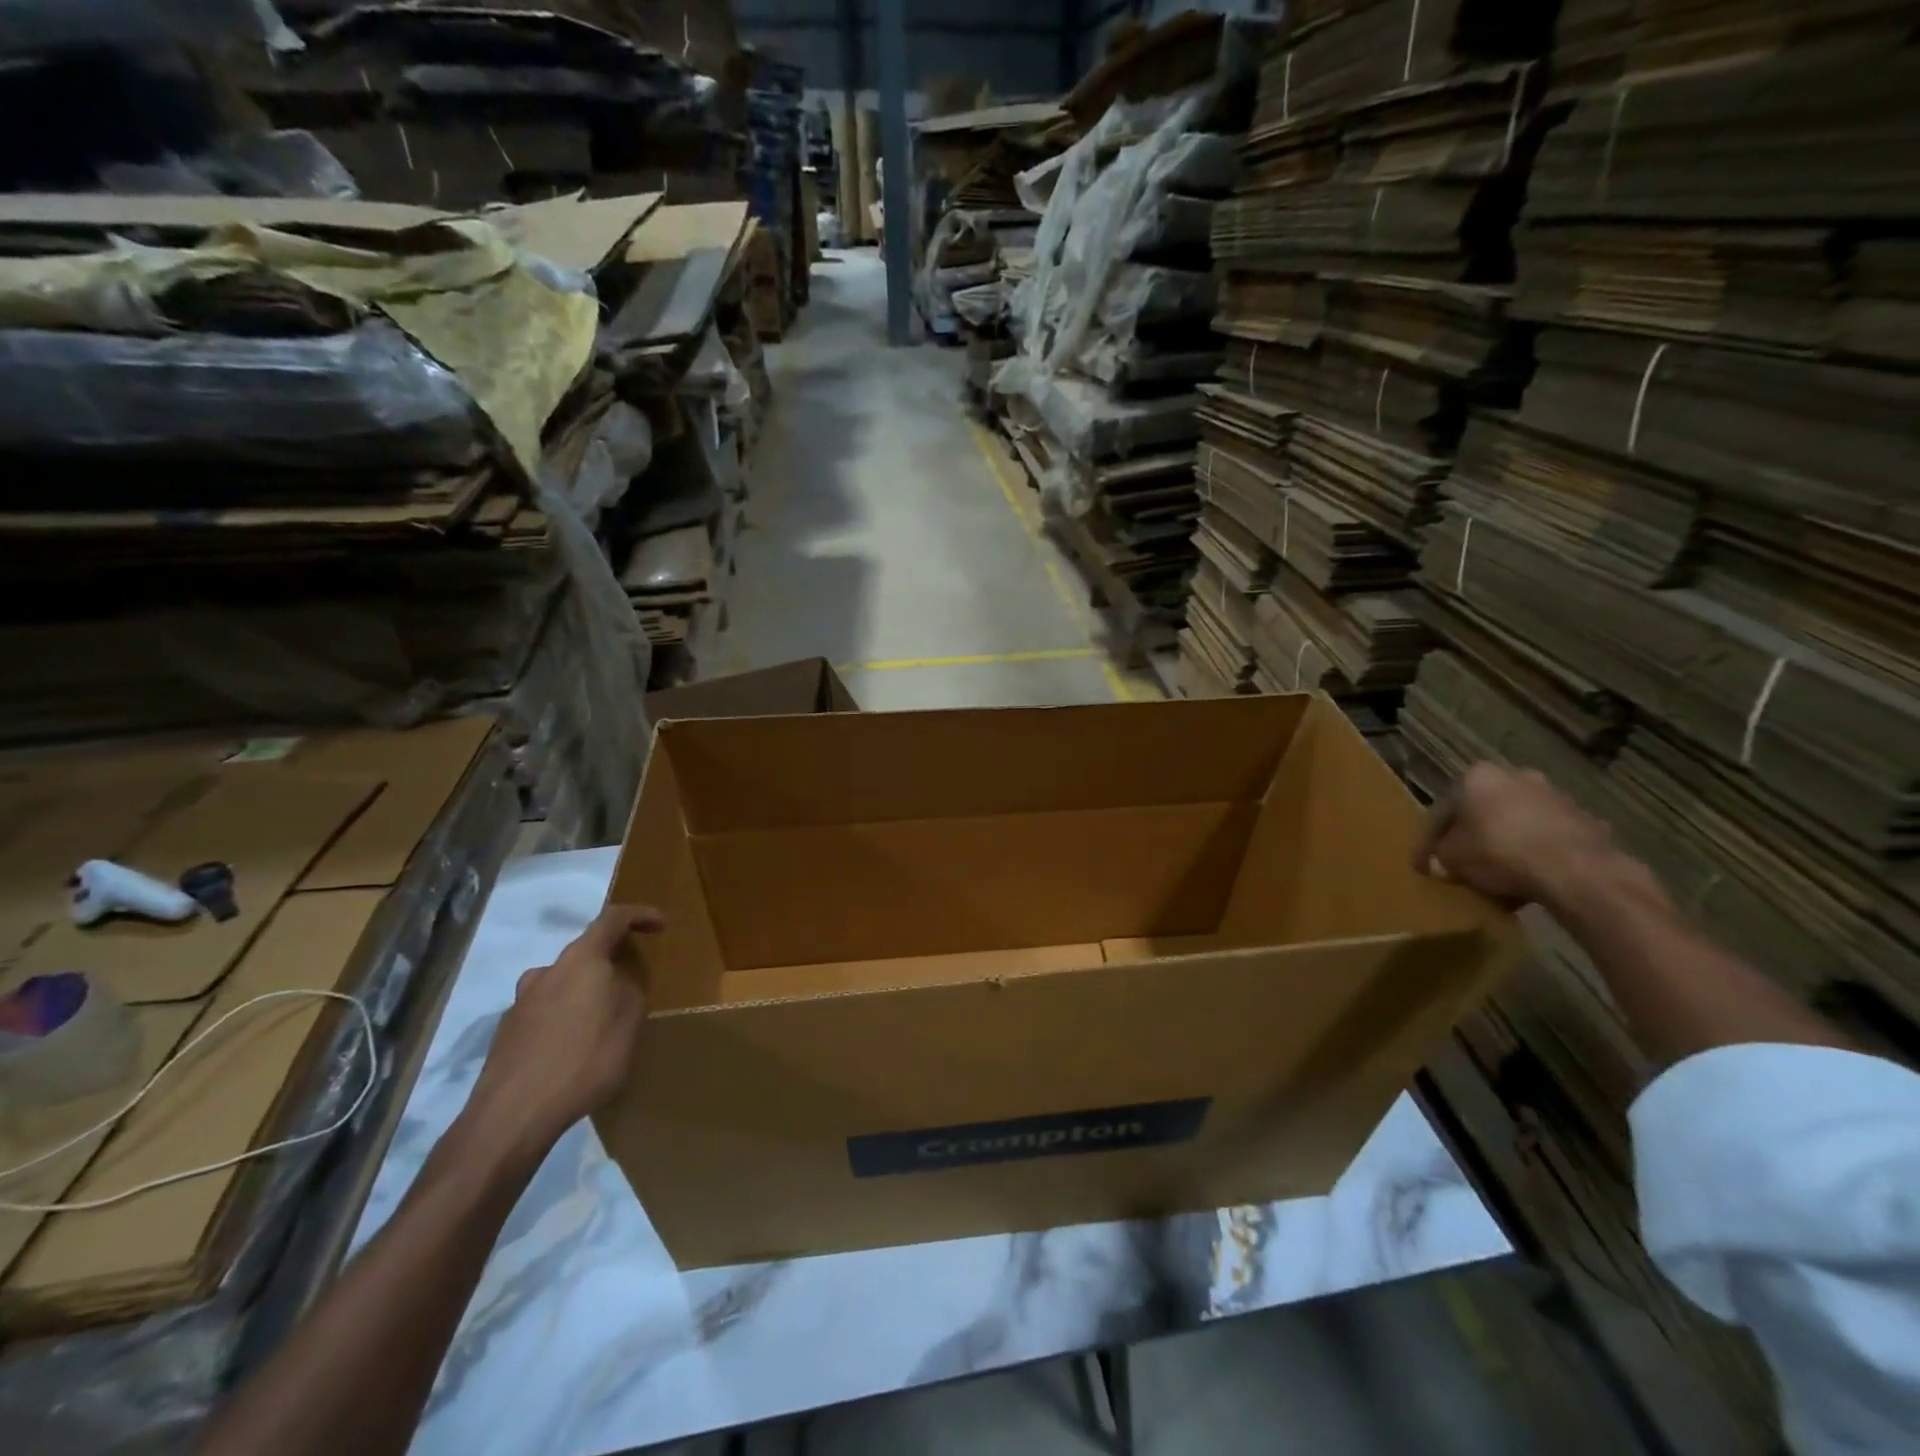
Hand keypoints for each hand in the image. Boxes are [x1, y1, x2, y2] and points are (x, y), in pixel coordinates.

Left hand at [461, 904, 661, 1168]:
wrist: (513, 1116)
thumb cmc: (585, 1057)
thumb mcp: (630, 1019)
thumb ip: (631, 988)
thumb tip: (621, 980)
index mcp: (581, 959)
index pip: (613, 919)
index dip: (640, 915)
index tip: (660, 925)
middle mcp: (547, 972)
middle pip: (585, 953)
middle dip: (611, 962)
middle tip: (633, 983)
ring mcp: (521, 1003)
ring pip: (563, 986)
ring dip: (586, 994)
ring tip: (604, 1022)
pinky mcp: (507, 1035)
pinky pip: (546, 1016)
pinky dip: (566, 1021)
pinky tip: (575, 1052)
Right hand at [1413, 763, 1635, 908]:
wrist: (1576, 870)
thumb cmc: (1498, 852)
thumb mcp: (1452, 859)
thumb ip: (1439, 857)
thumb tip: (1439, 863)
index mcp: (1476, 776)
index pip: (1442, 811)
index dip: (1428, 841)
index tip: (1423, 865)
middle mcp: (1515, 776)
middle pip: (1482, 811)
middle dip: (1471, 835)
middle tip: (1461, 862)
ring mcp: (1554, 796)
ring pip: (1516, 822)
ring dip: (1504, 842)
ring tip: (1496, 874)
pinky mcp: (1584, 820)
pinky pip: (1546, 837)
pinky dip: (1534, 852)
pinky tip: (1529, 877)